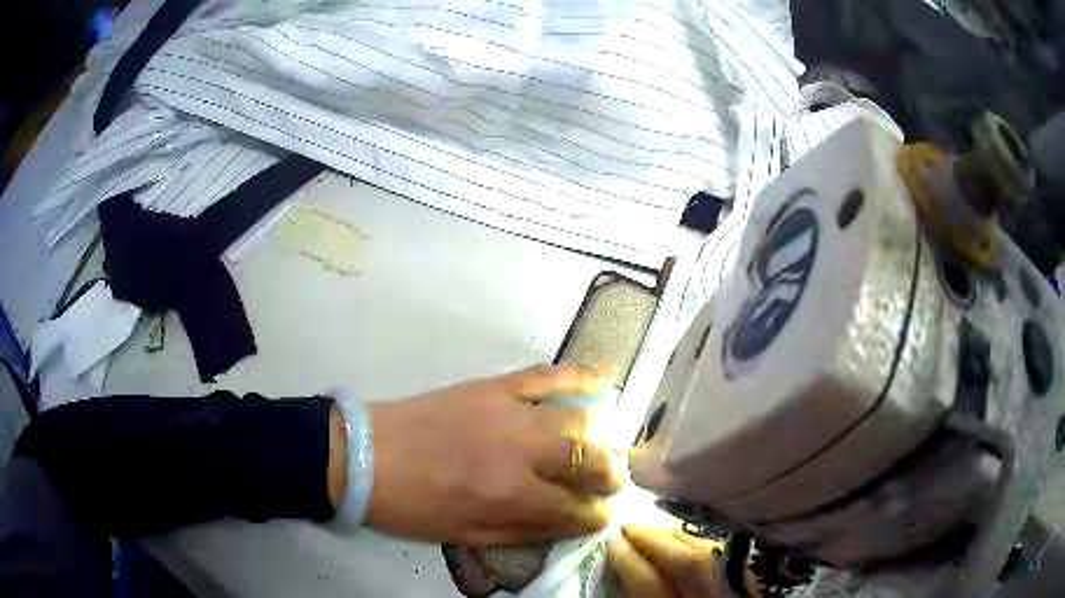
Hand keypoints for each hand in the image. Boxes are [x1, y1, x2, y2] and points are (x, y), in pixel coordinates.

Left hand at [365, 365, 624, 543]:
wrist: (366, 456)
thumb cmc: (413, 506)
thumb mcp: (467, 535)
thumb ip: (525, 531)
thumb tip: (571, 524)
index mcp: (511, 495)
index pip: (575, 508)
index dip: (594, 516)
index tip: (599, 517)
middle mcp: (522, 451)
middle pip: (589, 460)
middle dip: (610, 477)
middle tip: (611, 483)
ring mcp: (510, 411)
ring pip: (578, 418)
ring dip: (601, 437)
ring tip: (604, 448)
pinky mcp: (494, 386)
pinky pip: (546, 374)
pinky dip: (580, 374)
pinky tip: (606, 376)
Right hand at [608, 525, 738, 597]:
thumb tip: (616, 574)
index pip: (650, 584)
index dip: (628, 559)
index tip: (611, 542)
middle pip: (689, 563)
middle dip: (654, 539)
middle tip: (628, 528)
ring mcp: (733, 594)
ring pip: (712, 555)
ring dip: (677, 536)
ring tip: (652, 531)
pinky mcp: (746, 586)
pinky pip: (725, 558)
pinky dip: (701, 544)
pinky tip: (683, 541)